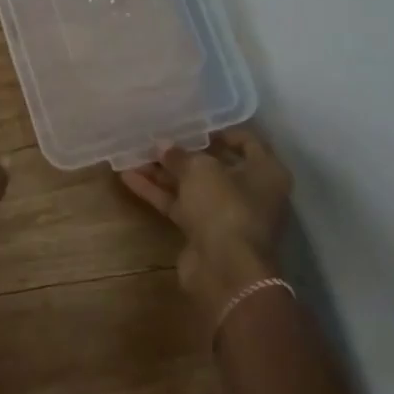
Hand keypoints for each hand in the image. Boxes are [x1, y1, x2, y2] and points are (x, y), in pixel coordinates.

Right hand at [120, 124, 292, 325]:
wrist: (226, 271)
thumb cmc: (225, 206)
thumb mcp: (200, 170)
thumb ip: (180, 155)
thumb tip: (163, 146)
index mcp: (265, 171)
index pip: (246, 141)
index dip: (219, 130)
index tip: (191, 123)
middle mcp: (250, 191)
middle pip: (214, 165)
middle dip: (183, 152)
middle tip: (156, 137)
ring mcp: (226, 214)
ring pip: (192, 186)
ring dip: (164, 172)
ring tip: (133, 154)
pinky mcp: (204, 233)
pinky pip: (180, 205)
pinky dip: (157, 193)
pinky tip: (128, 178)